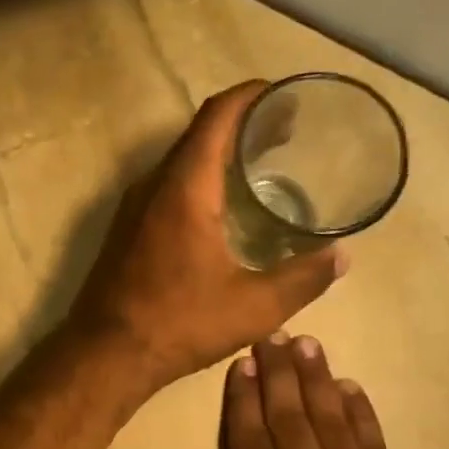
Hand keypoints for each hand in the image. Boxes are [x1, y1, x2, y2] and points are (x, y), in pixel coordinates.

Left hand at [67, 82, 345, 395]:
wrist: (105, 353)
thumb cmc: (179, 323)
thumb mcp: (254, 307)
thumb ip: (304, 278)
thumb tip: (343, 257)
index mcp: (185, 188)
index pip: (217, 116)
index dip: (250, 96)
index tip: (283, 94)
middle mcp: (153, 185)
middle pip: (199, 134)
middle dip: (242, 124)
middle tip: (285, 132)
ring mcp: (133, 207)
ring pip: (180, 161)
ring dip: (217, 154)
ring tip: (259, 165)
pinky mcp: (125, 229)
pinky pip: (166, 186)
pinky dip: (197, 179)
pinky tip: (221, 207)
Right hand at [166, 333, 433, 448]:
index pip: (252, 441)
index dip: (243, 399)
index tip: (240, 362)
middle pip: (292, 419)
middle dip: (279, 374)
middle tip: (272, 334)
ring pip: (332, 422)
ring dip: (317, 380)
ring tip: (307, 344)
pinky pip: (372, 445)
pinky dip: (361, 413)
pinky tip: (351, 387)